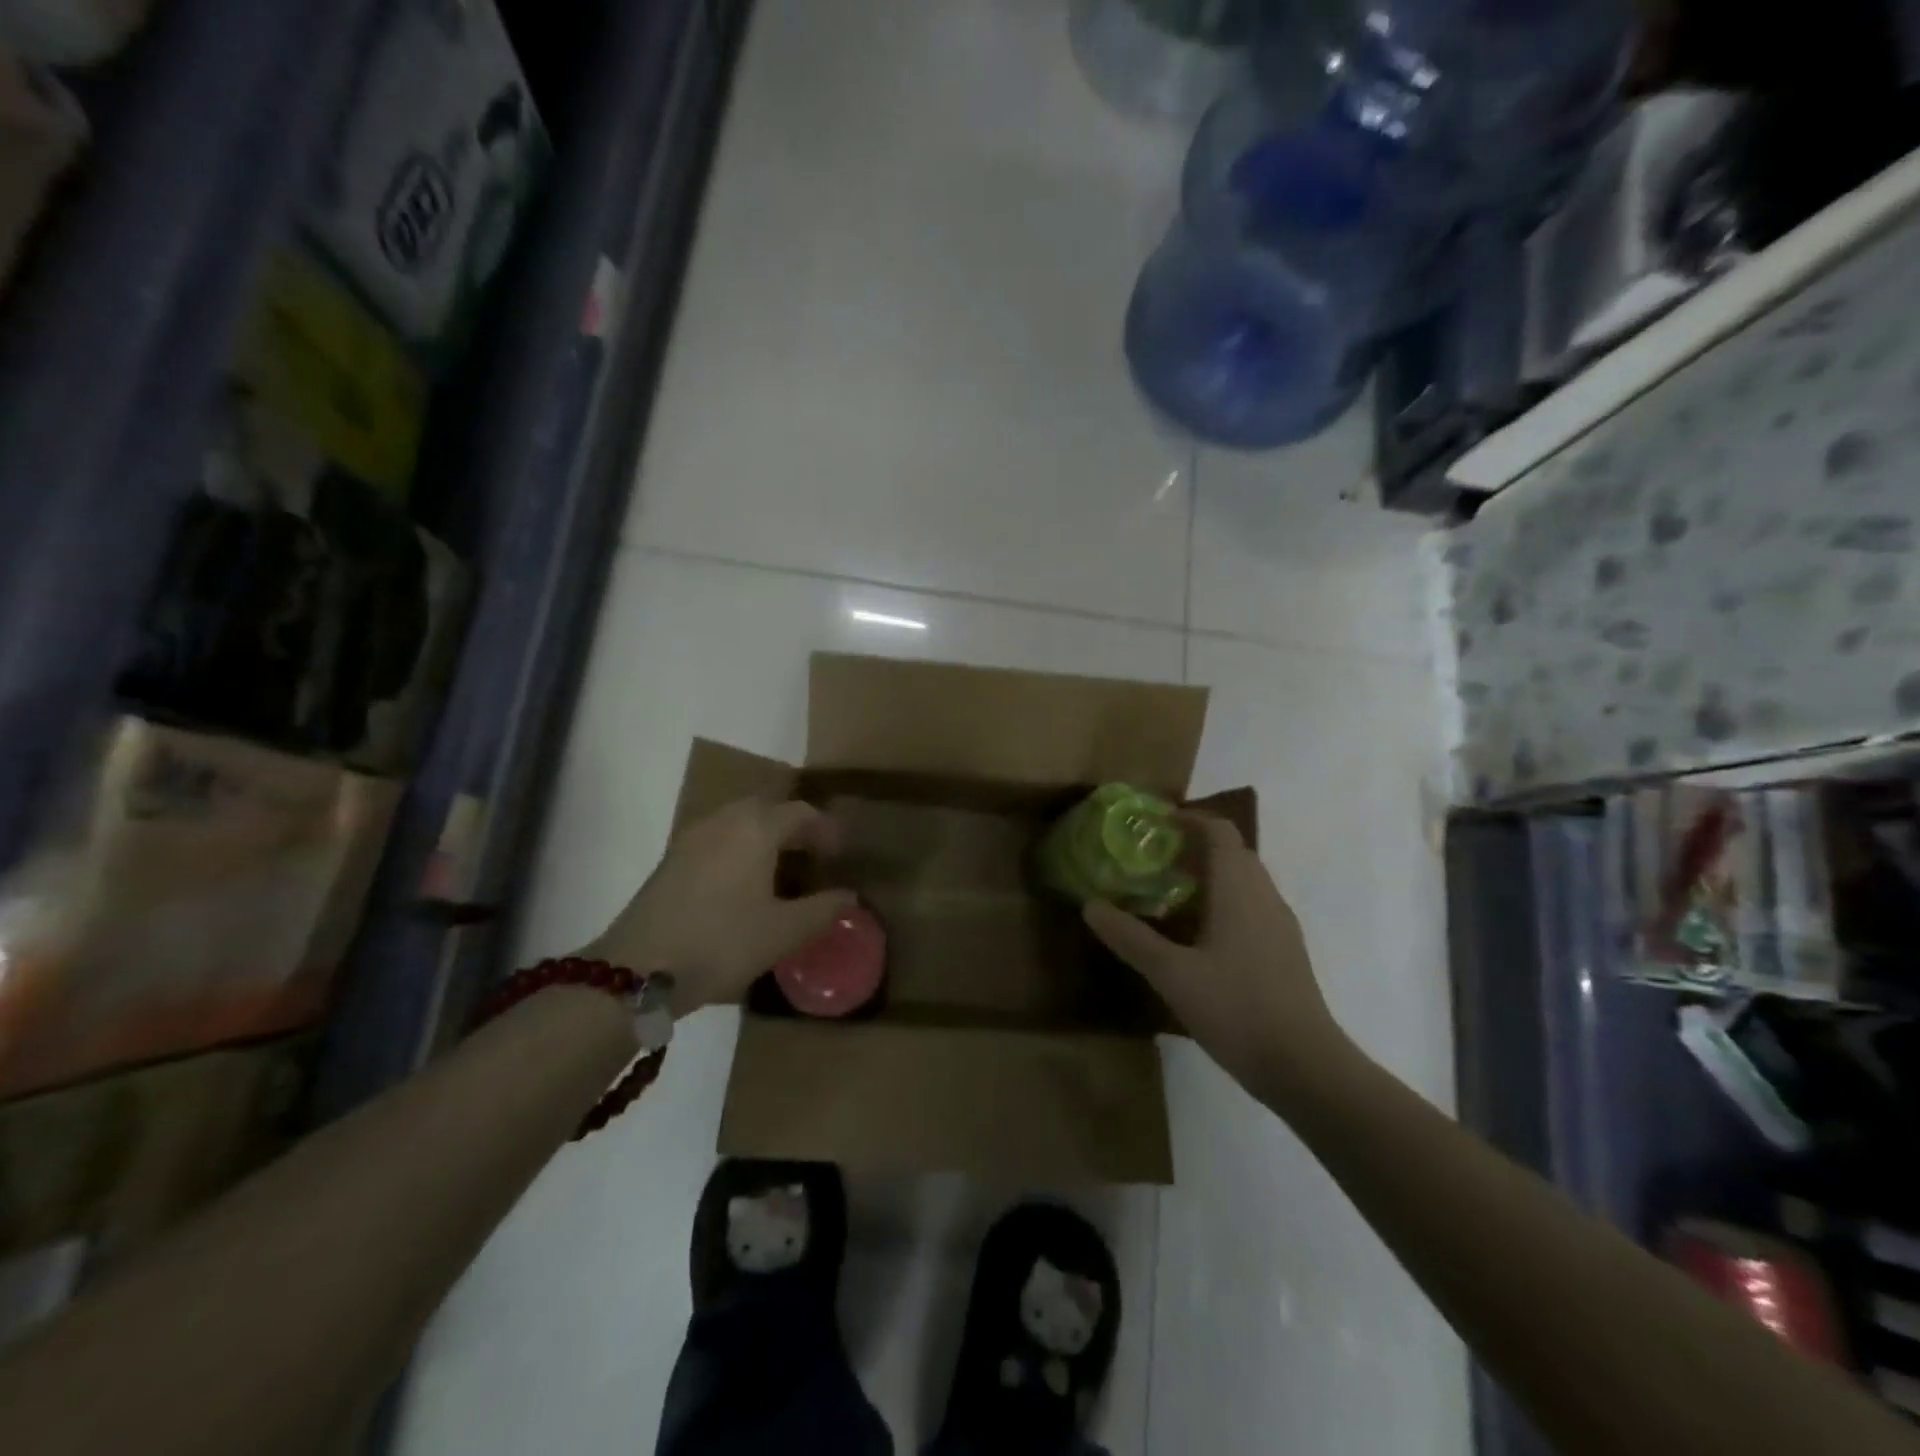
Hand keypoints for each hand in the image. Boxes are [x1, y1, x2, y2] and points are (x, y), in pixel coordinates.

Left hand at [585, 799, 855, 1016]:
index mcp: (756, 828)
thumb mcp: (784, 932)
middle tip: (812, 857)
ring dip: (765, 836)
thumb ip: (823, 910)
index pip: (800, 812)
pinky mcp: (671, 859)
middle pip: (767, 808)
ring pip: (739, 821)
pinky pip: (717, 837)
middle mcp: (724, 820)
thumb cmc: (722, 942)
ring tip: (780, 869)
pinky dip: (739, 848)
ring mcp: (692, 837)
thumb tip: (849, 896)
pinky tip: (742, 883)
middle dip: (794, 827)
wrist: (637, 969)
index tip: (838, 857)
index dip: (825, 830)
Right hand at [1082, 814, 1355, 1110]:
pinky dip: (1221, 903)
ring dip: (1207, 876)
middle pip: (1231, 852)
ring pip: (1243, 882)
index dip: (1188, 819)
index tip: (1153, 824)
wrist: (1305, 1067)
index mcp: (1239, 889)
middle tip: (1151, 859)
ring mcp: (1279, 925)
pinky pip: (1250, 907)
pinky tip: (1195, 936)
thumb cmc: (1237, 1008)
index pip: (1219, 831)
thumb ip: (1130, 938)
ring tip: (1165, 894)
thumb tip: (1090, 906)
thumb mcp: (1172, 974)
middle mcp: (1264, 896)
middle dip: (1192, 847)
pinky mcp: (1284, 951)